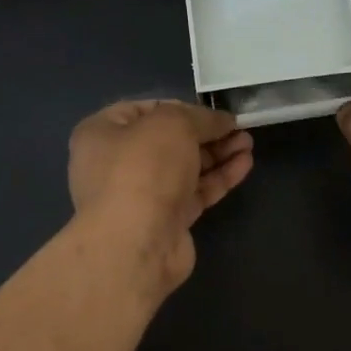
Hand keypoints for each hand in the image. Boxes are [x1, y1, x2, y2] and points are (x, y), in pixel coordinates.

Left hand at [69, 99, 252, 293]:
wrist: (136, 244)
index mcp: (102, 133)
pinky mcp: (166, 221)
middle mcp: (117, 163)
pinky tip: (244, 165)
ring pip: (185, 167)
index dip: (181, 106)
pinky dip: (218, 178)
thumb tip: (223, 121)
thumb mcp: (174, 124)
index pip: (144, 110)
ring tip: (248, 144)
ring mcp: (142, 195)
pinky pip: (195, 192)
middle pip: (169, 141)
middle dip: (206, 133)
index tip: (212, 111)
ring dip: (217, 154)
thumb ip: (201, 117)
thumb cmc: (143, 169)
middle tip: (239, 128)